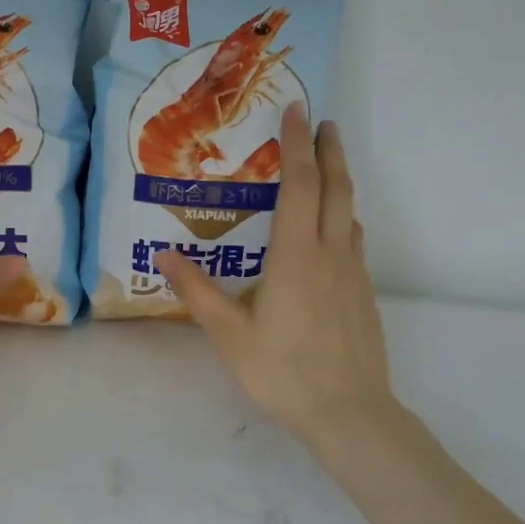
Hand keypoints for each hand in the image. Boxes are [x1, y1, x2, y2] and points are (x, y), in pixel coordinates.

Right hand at [157, 104, 398, 447]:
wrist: (350, 412)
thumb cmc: (282, 370)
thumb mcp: (227, 333)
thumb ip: (196, 290)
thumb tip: (162, 253)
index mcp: (297, 256)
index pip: (301, 185)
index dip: (298, 145)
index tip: (297, 111)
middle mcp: (331, 253)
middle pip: (337, 187)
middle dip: (329, 149)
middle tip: (321, 121)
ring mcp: (353, 273)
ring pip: (350, 211)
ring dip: (339, 179)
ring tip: (323, 164)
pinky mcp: (362, 292)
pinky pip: (353, 238)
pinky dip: (342, 214)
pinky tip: (330, 228)